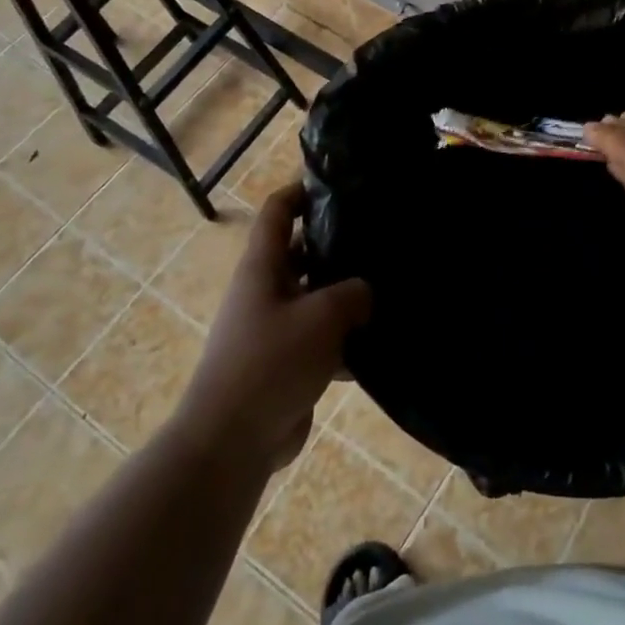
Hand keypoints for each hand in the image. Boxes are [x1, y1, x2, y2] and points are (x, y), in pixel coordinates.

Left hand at [177, 183, 371, 470]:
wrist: (233, 440)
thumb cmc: (270, 362)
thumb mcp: (321, 316)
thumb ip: (353, 293)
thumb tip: (366, 291)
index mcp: (263, 267)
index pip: (278, 211)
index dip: (302, 190)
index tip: (340, 184)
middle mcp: (266, 290)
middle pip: (302, 252)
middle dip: (338, 243)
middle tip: (383, 236)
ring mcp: (275, 327)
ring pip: (316, 296)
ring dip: (347, 294)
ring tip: (392, 284)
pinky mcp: (288, 362)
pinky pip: (322, 338)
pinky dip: (347, 338)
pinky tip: (382, 340)